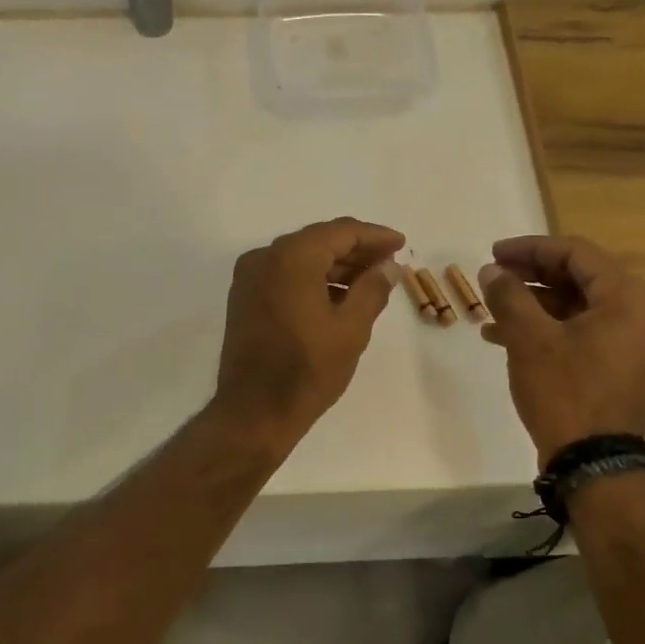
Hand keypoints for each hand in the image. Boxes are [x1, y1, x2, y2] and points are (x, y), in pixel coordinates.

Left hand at [213, 217, 405, 448]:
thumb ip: (373, 289)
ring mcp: (249, 278)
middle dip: (356, 250)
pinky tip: (338, 296)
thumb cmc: (307, 369)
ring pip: (300, 258)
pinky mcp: (244, 298)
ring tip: (370, 281)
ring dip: (335, 266)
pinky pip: (284, 275)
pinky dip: (312, 279)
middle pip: (318, 241)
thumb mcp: (351, 329)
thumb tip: (388, 267)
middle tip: (389, 263)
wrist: (254, 412)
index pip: (340, 232)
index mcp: (292, 257)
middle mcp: (265, 257)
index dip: (374, 236)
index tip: (400, 244)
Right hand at [478, 235, 644, 465]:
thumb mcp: (530, 338)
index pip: (576, 253)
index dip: (530, 248)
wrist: (593, 464)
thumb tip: (492, 271)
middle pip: (577, 278)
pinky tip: (503, 337)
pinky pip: (580, 333)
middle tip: (491, 276)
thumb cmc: (565, 391)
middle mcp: (638, 315)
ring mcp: (631, 344)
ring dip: (532, 304)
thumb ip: (509, 296)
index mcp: (627, 298)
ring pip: (575, 307)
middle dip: (529, 276)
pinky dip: (545, 329)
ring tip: (489, 309)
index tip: (493, 253)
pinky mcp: (618, 368)